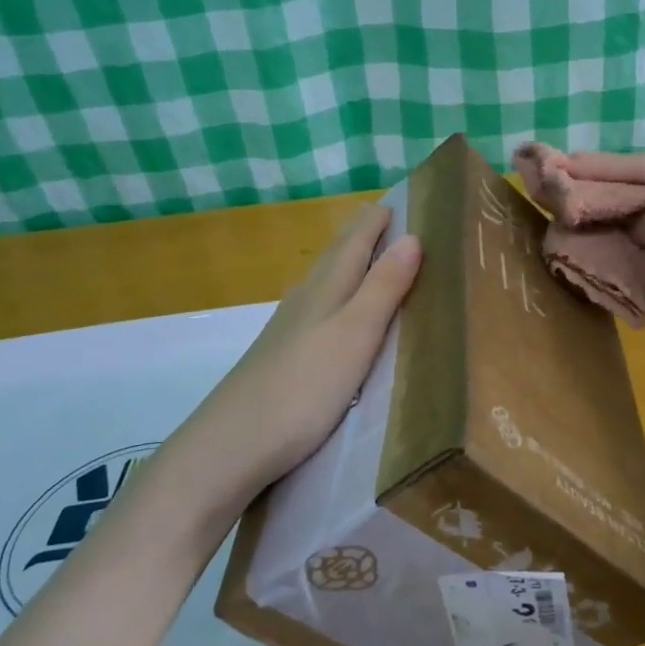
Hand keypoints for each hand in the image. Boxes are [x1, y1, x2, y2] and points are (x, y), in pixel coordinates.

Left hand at [152, 203, 421, 531]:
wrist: (231, 446)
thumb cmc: (303, 388)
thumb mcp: (355, 334)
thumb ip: (383, 288)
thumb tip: (412, 236)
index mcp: (326, 290)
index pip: (354, 242)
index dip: (375, 221)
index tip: (396, 199)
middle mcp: (304, 301)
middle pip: (335, 258)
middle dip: (360, 236)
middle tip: (384, 219)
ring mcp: (287, 331)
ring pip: (323, 284)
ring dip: (347, 265)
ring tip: (367, 258)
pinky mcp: (280, 359)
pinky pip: (315, 311)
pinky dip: (334, 298)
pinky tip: (331, 315)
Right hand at [559, 151, 644, 360]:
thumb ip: (638, 216)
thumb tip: (631, 223)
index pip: (639, 165)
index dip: (596, 166)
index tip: (559, 164)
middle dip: (606, 198)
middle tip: (563, 196)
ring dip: (620, 230)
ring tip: (579, 226)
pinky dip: (640, 255)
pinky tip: (610, 258)